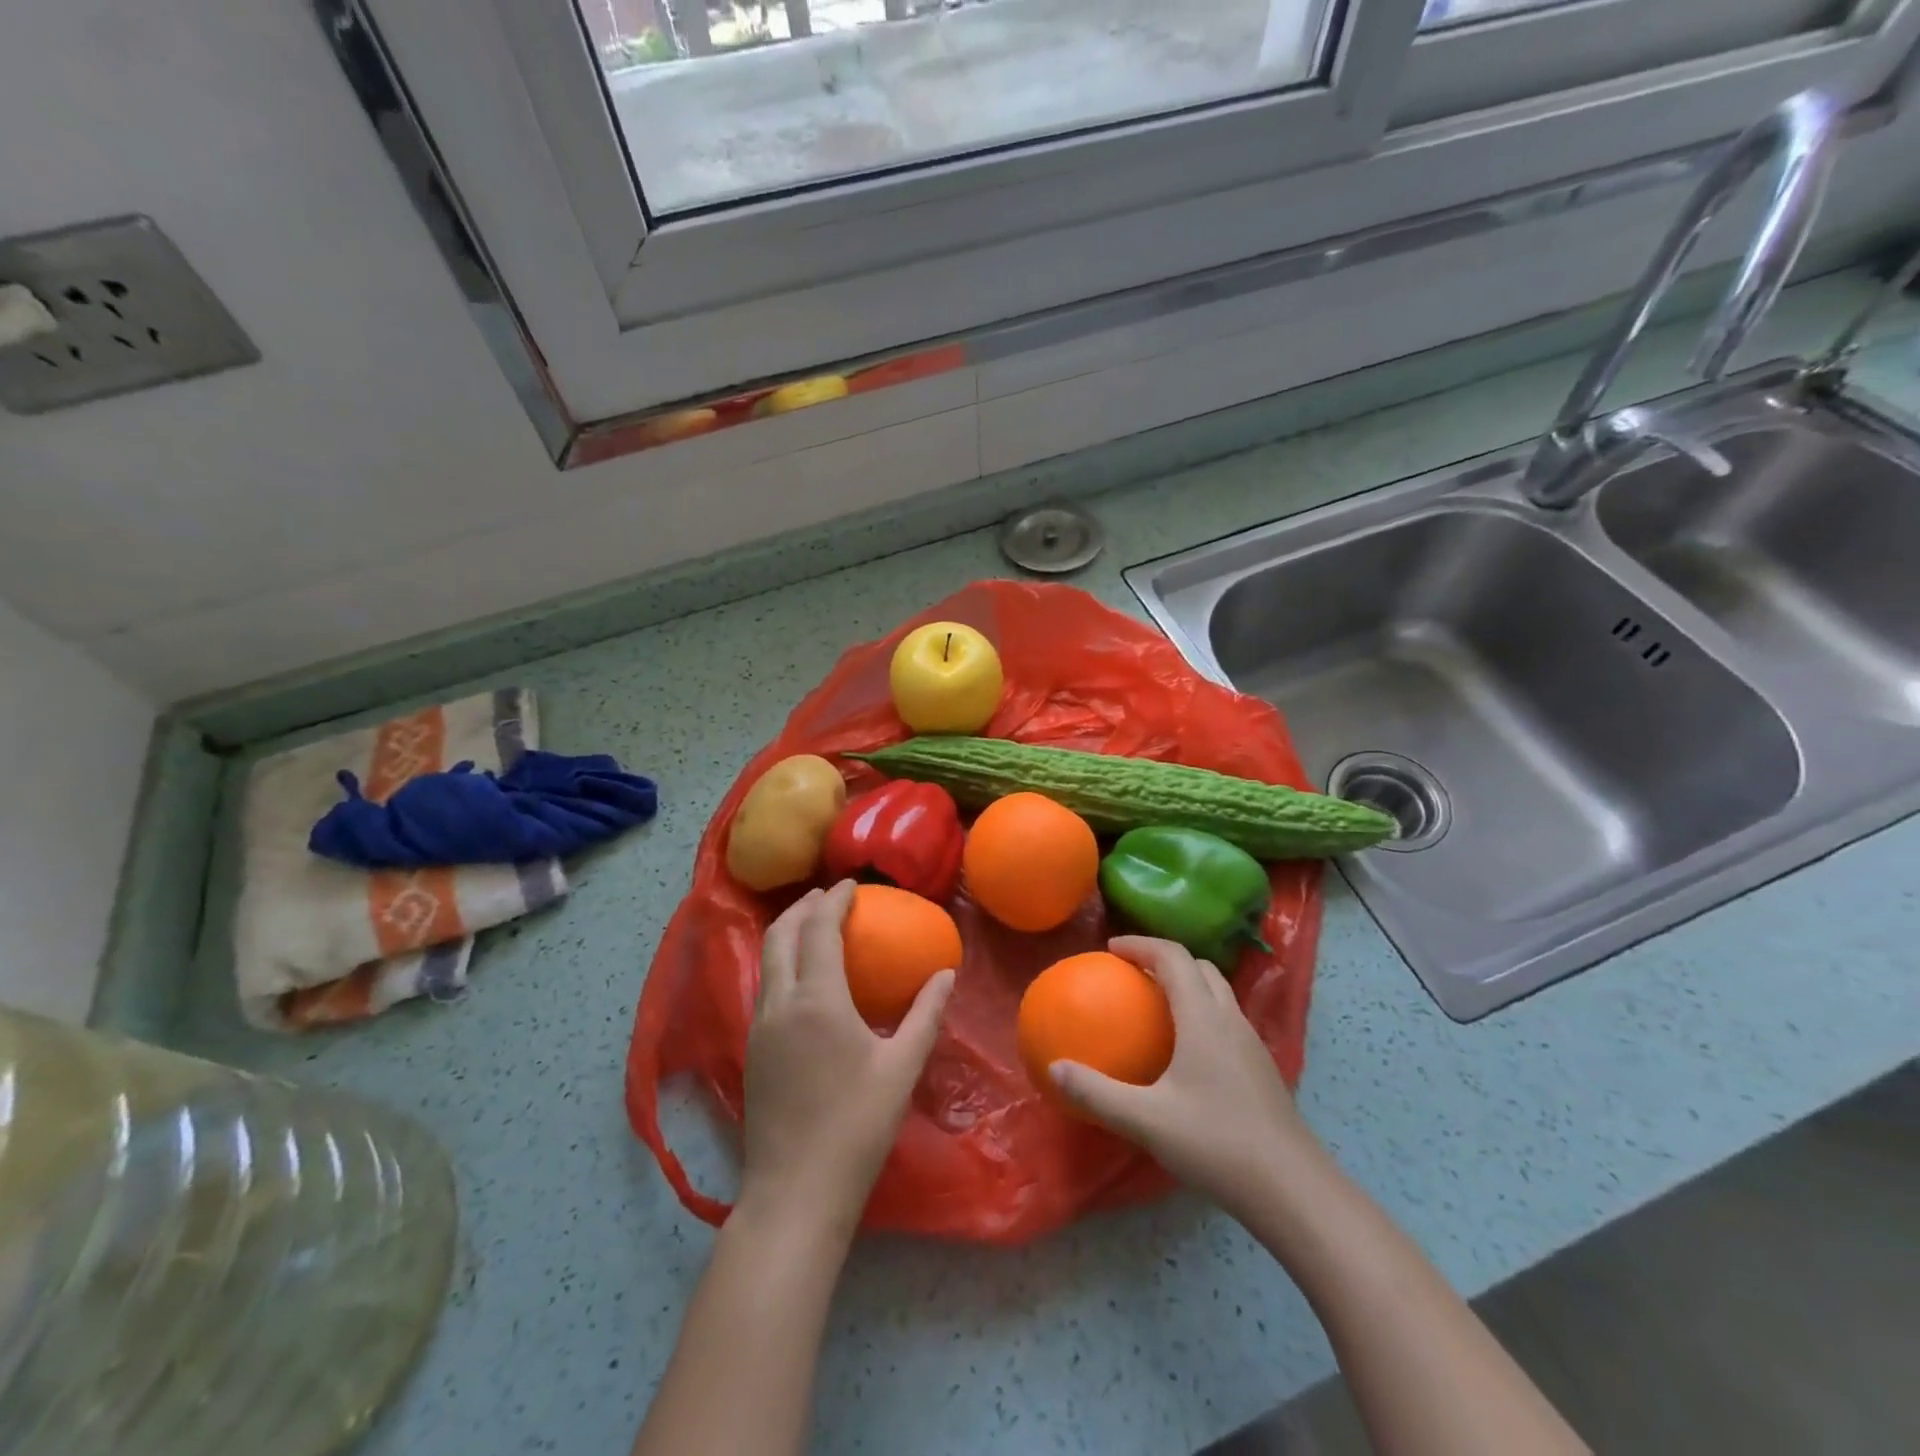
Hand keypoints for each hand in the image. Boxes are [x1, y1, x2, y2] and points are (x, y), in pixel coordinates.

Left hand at [737, 881, 954, 1240]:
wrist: (795, 1193)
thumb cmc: (856, 1127)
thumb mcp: (901, 1068)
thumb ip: (925, 1015)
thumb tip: (945, 974)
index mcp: (816, 1000)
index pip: (818, 929)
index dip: (834, 900)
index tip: (853, 884)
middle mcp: (779, 1003)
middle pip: (780, 934)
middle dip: (802, 906)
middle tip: (829, 896)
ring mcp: (758, 1027)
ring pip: (767, 960)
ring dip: (788, 932)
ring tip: (815, 926)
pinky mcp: (752, 1050)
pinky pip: (764, 986)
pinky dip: (782, 962)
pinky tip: (804, 978)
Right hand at [1049, 936, 1320, 1226]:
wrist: (1294, 1191)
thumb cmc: (1217, 1144)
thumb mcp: (1146, 1121)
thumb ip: (1097, 1094)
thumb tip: (1055, 1070)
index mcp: (1203, 1018)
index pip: (1173, 957)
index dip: (1141, 944)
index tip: (1111, 949)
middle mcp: (1231, 1020)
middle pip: (1200, 968)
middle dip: (1164, 960)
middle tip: (1131, 974)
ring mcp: (1252, 1045)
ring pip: (1218, 994)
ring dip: (1187, 986)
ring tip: (1155, 1007)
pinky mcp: (1262, 1070)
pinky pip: (1226, 1021)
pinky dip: (1201, 1014)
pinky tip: (1185, 1055)